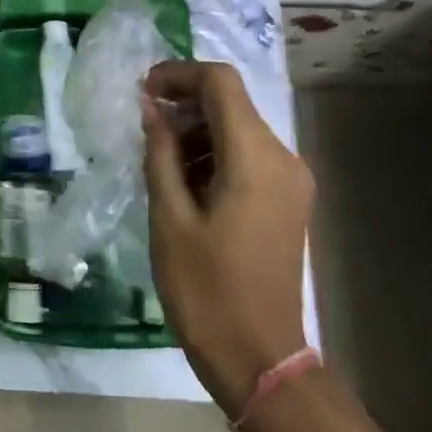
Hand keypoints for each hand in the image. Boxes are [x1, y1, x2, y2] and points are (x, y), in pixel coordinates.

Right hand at [141, 61, 312, 411]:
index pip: (220, 83)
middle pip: (232, 104)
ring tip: (156, 157)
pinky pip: (248, 157)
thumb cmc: (205, 287)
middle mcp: (284, 159)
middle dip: (184, 103)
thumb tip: (151, 109)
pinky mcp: (287, 201)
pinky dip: (213, 154)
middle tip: (141, 125)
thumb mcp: (169, 216)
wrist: (257, 357)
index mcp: (256, 159)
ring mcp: (290, 182)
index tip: (141, 91)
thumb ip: (160, 152)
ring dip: (196, 130)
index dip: (178, 75)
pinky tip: (182, 181)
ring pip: (239, 129)